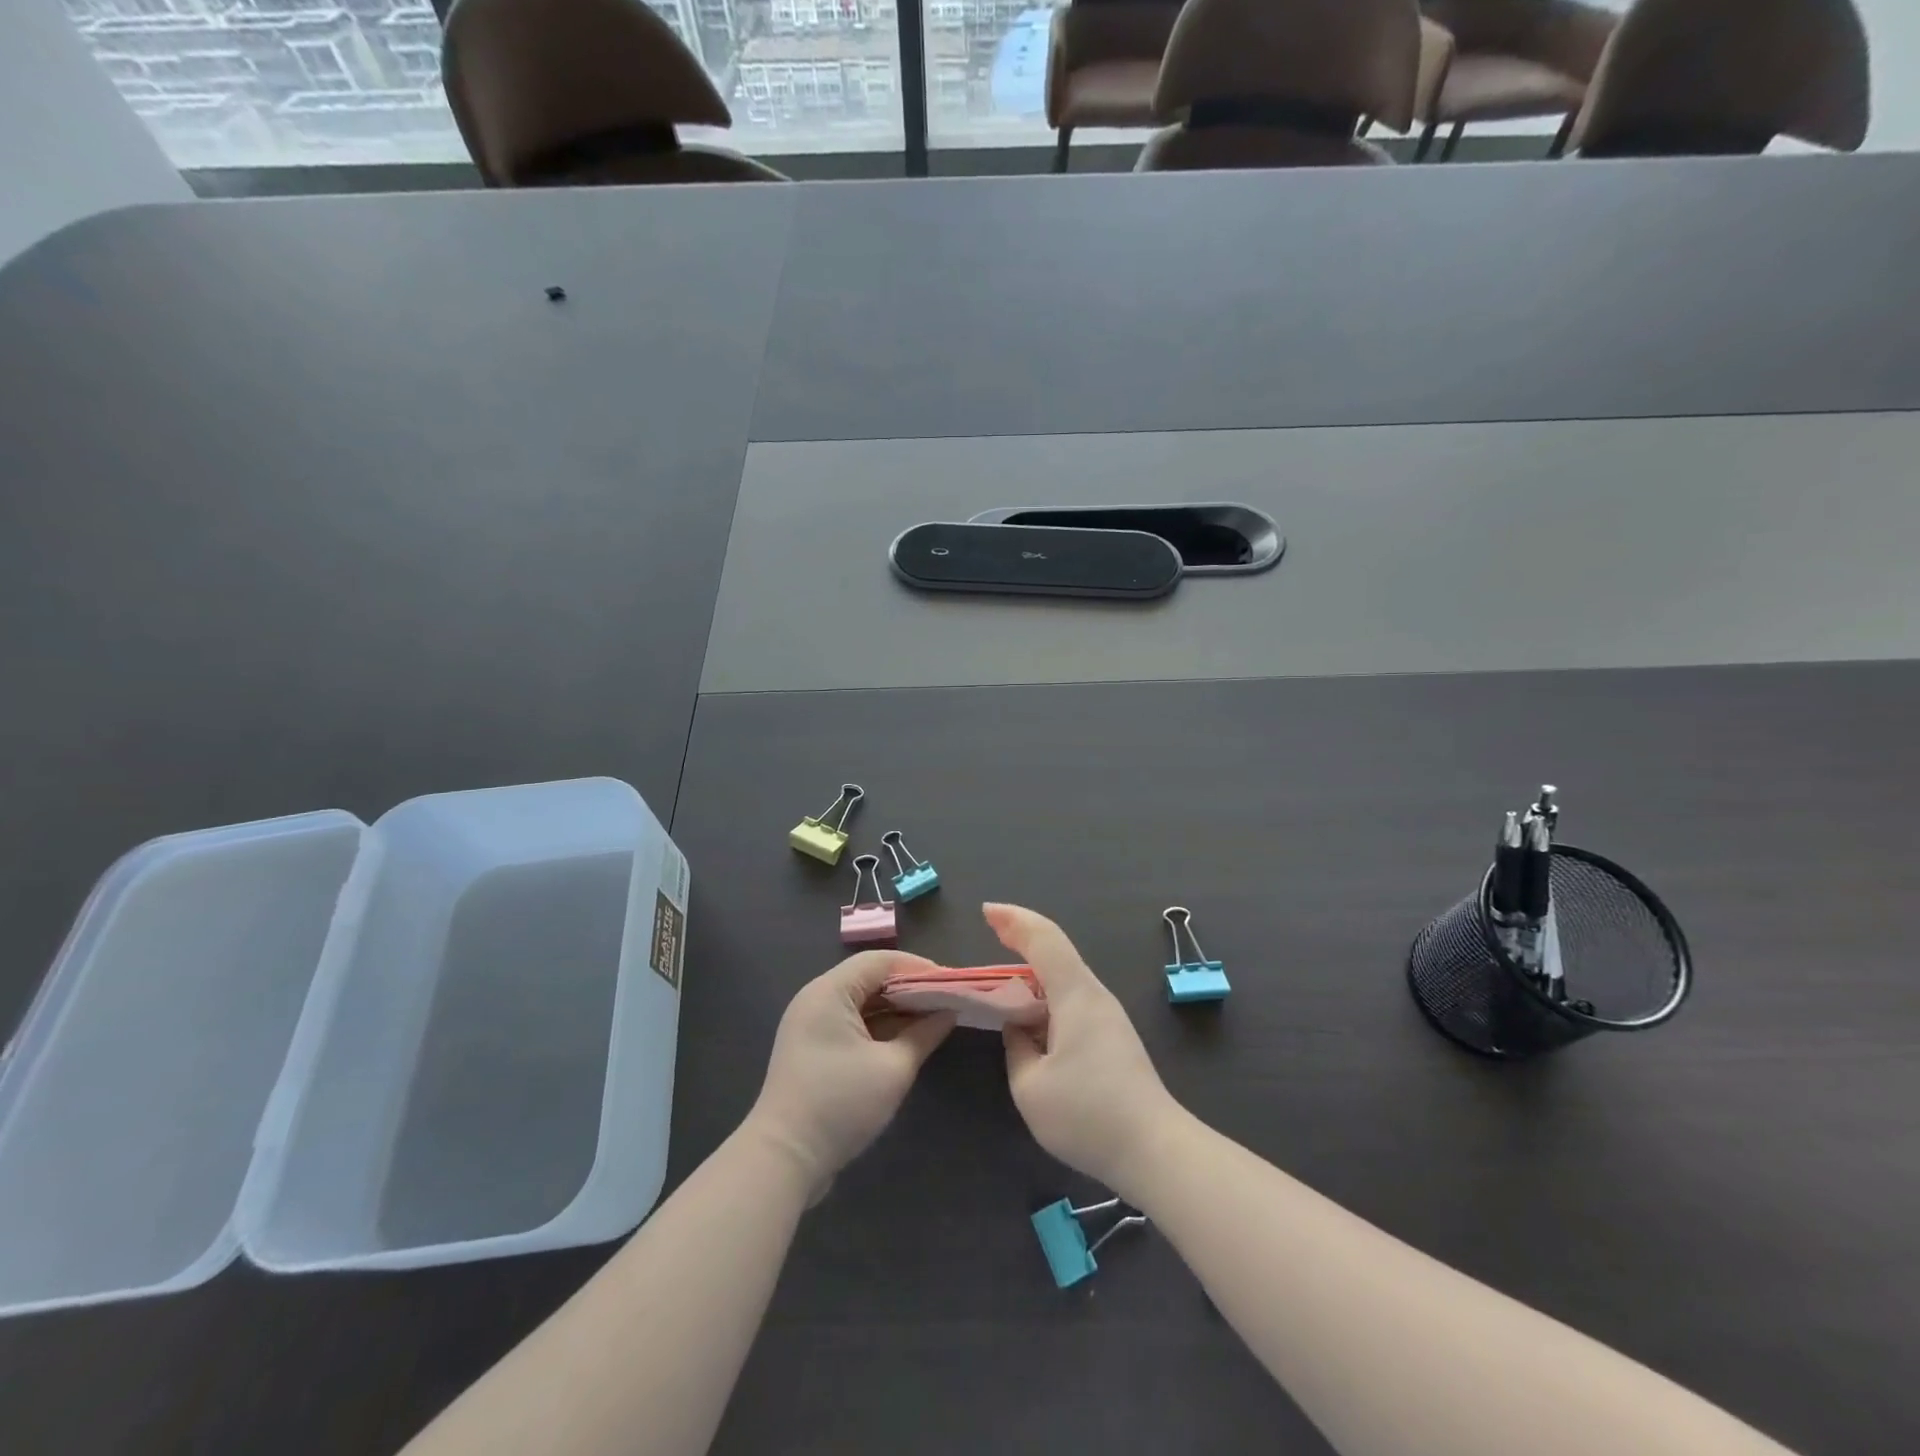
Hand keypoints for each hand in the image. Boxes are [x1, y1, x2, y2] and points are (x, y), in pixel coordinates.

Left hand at [747, 950, 954, 1197]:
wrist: (783, 1160)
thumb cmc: (840, 1104)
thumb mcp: (893, 1069)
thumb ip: (924, 1034)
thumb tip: (949, 1012)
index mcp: (830, 991)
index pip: (880, 961)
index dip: (918, 967)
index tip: (950, 981)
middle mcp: (817, 998)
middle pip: (869, 978)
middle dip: (909, 988)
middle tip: (946, 1000)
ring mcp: (811, 1025)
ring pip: (861, 1002)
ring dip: (896, 1009)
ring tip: (933, 1018)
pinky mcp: (812, 1049)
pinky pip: (851, 1023)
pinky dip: (879, 1027)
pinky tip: (907, 1039)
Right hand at [991, 903, 1182, 1193]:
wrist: (1155, 1150)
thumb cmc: (1088, 1115)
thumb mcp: (1030, 1087)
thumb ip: (1016, 1047)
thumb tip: (1018, 1029)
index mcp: (1075, 994)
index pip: (1043, 939)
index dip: (1013, 920)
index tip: (986, 911)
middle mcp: (1094, 995)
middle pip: (1056, 950)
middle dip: (1022, 934)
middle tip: (991, 928)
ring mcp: (1108, 1016)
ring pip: (1065, 975)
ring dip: (1033, 966)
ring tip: (1003, 973)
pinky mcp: (1113, 1037)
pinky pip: (1072, 998)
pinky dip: (1045, 992)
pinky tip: (1032, 1011)